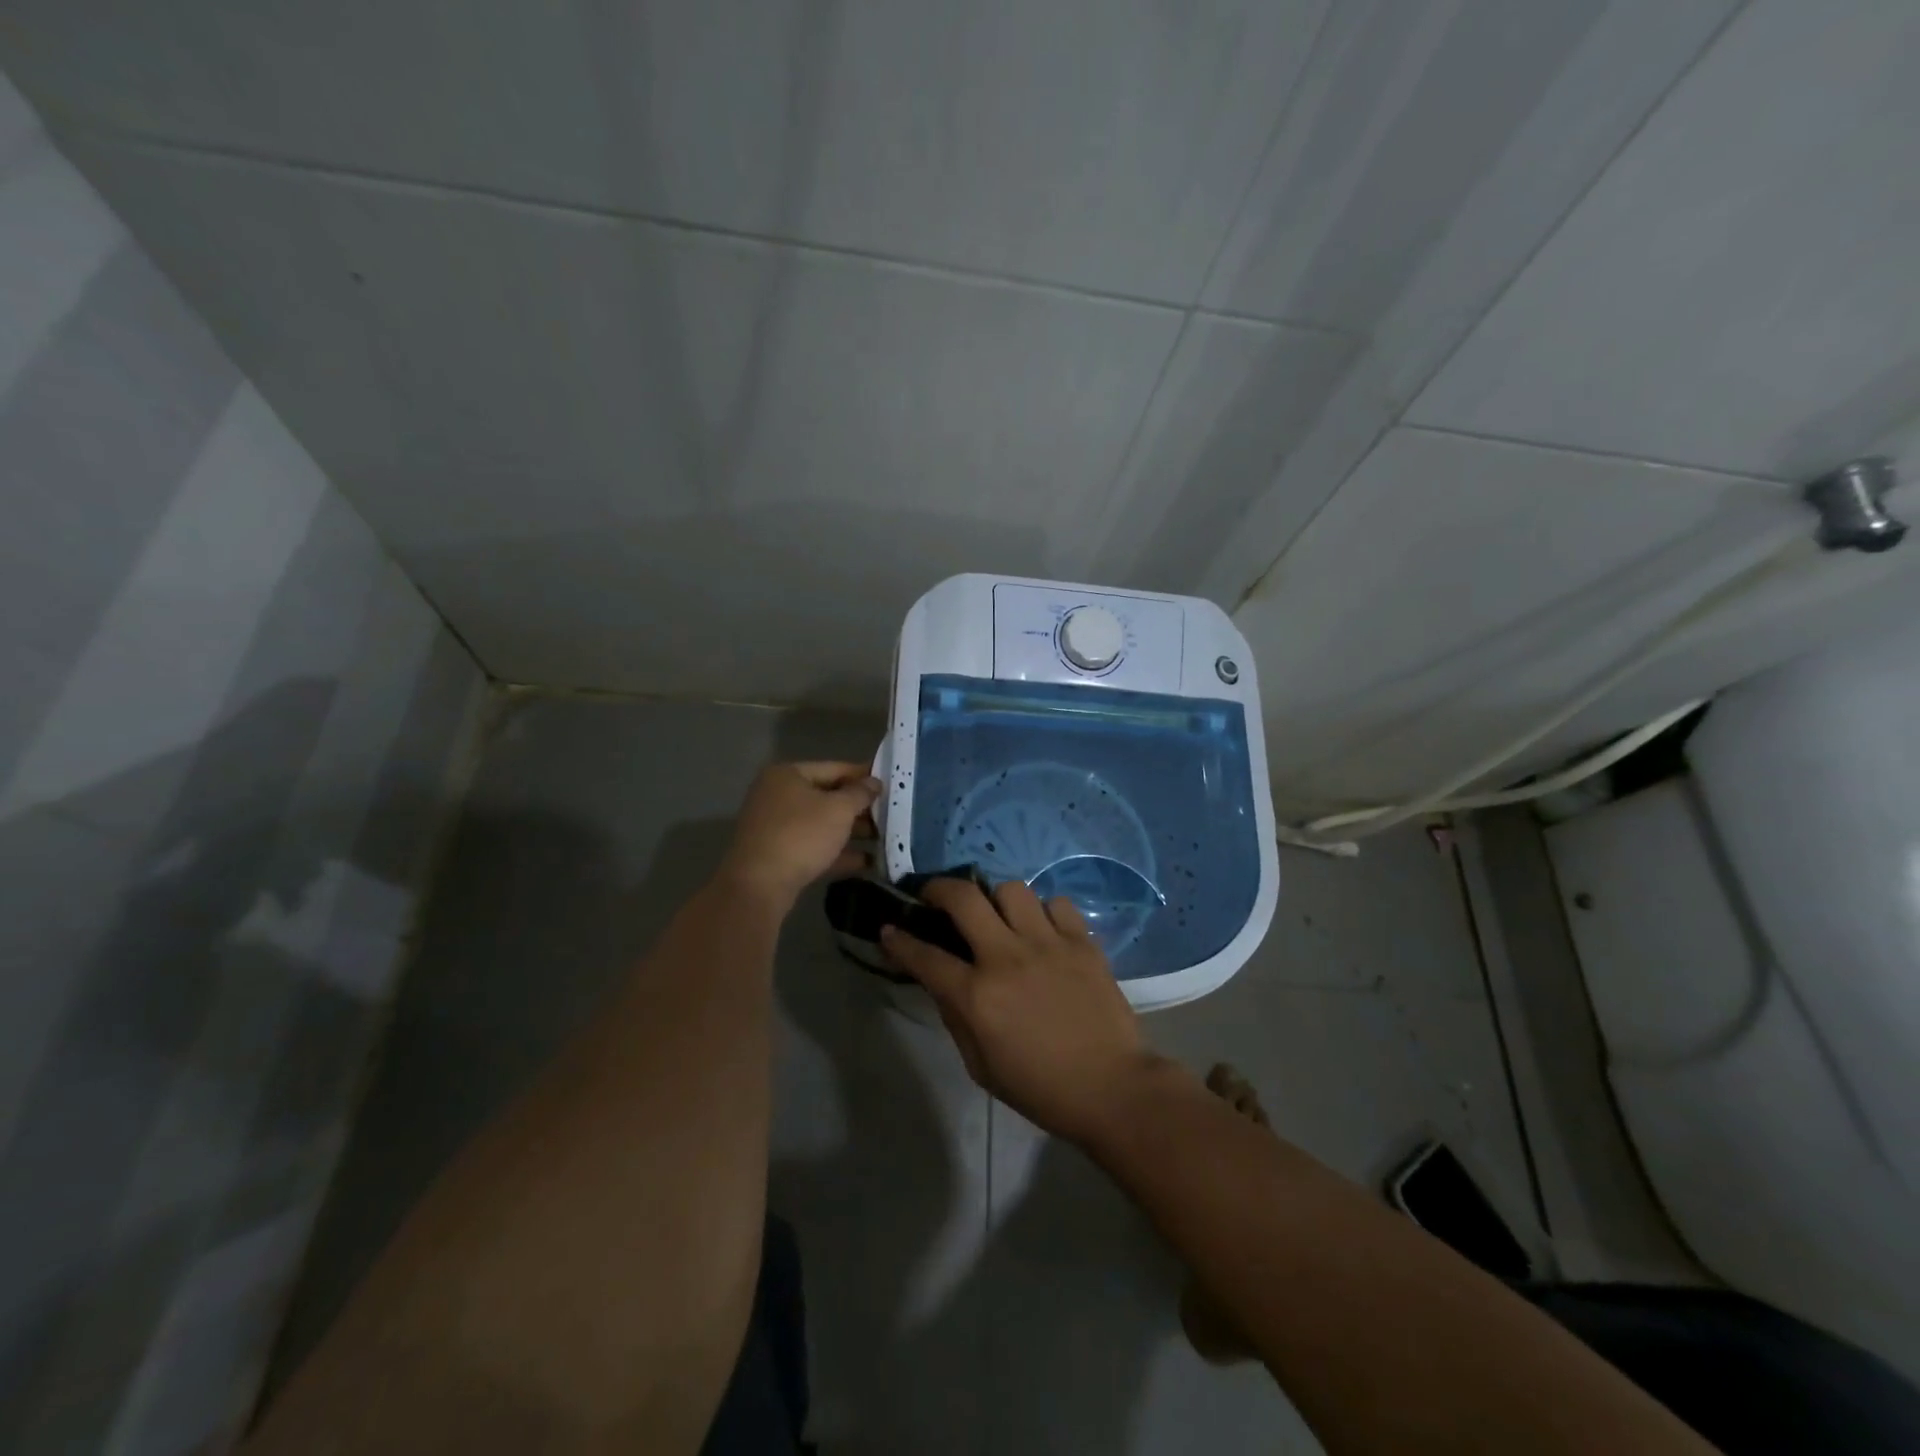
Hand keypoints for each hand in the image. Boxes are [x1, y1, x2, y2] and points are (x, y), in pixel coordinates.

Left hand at [719, 761, 879, 908]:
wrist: (759, 885)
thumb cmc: (801, 835)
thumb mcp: (838, 810)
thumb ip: (860, 793)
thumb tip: (874, 782)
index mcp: (788, 775)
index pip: (834, 768)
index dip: (863, 775)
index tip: (889, 784)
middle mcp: (778, 795)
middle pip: (827, 796)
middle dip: (859, 808)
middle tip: (890, 814)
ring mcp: (775, 826)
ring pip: (822, 824)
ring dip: (852, 832)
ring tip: (884, 839)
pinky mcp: (778, 855)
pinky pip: (814, 847)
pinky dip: (838, 852)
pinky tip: (868, 862)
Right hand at [881, 879, 1170, 1143]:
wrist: (1111, 1087)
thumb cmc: (1040, 1087)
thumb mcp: (980, 1066)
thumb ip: (956, 1017)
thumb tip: (943, 981)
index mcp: (978, 995)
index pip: (925, 956)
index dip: (900, 940)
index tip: (889, 928)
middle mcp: (1007, 958)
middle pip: (964, 898)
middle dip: (939, 889)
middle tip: (936, 897)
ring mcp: (1048, 944)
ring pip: (1012, 889)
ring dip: (997, 900)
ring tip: (1000, 917)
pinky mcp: (1083, 941)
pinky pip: (1057, 904)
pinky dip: (1045, 913)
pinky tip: (1044, 932)